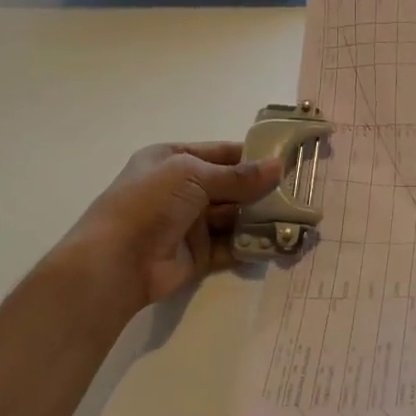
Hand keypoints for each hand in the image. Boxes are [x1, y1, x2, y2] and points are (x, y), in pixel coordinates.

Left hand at [54, 143, 282, 309]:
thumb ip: (237, 176)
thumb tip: (278, 166)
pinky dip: (252, 244)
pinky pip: (231, 245)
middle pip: (229, 186)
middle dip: (260, 188)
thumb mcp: (192, 175)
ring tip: (295, 216)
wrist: (116, 262)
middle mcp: (181, 189)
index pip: (220, 153)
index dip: (251, 156)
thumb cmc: (149, 203)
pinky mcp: (198, 255)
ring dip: (259, 216)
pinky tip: (278, 241)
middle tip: (299, 190)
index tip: (286, 158)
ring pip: (233, 216)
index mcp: (172, 160)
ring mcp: (189, 223)